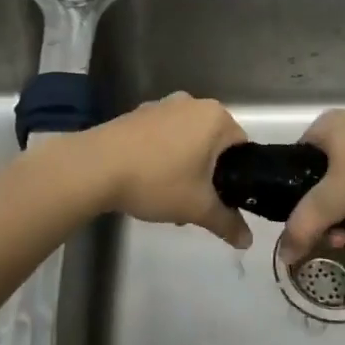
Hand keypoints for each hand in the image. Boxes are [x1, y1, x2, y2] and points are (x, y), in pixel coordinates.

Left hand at [83, 92, 252, 247]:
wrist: (96, 166)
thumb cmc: (157, 180)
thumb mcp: (198, 208)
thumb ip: (227, 223)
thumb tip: (248, 242)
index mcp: (216, 117)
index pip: (242, 147)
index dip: (237, 176)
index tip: (221, 199)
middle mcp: (193, 103)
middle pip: (213, 143)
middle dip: (207, 174)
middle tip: (195, 203)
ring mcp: (163, 105)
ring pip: (187, 140)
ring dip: (185, 166)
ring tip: (167, 198)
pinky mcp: (138, 113)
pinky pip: (162, 136)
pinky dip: (162, 156)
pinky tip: (147, 181)